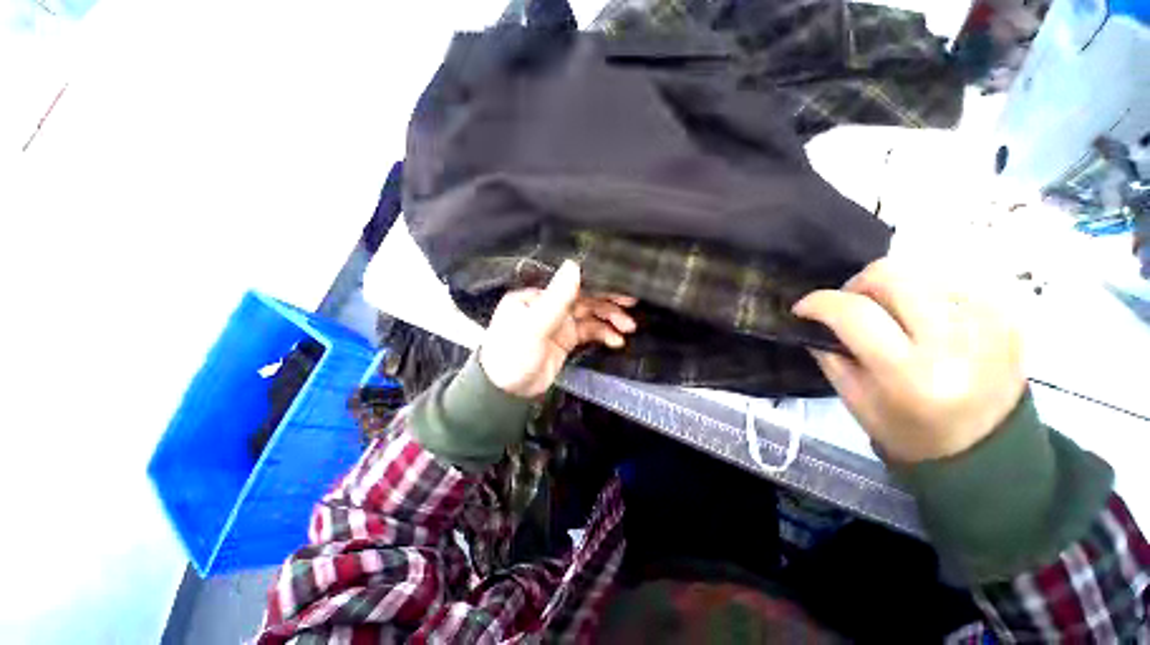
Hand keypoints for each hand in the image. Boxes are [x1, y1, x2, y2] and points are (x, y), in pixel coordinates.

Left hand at [480, 260, 636, 397]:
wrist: (506, 391)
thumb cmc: (513, 353)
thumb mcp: (534, 325)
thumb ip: (556, 297)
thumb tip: (574, 263)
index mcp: (538, 296)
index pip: (572, 283)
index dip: (597, 283)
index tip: (621, 286)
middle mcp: (550, 305)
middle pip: (585, 298)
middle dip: (608, 302)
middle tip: (632, 303)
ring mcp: (560, 323)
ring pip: (591, 315)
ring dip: (610, 319)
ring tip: (629, 328)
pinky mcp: (567, 340)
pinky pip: (589, 332)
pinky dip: (604, 335)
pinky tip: (617, 341)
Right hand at [793, 259, 1024, 463]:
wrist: (986, 450)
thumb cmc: (909, 431)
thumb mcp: (855, 399)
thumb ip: (831, 354)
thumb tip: (815, 319)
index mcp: (910, 374)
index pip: (855, 313)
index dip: (819, 302)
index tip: (803, 309)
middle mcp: (954, 342)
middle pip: (890, 276)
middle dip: (856, 286)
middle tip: (850, 308)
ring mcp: (987, 324)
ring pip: (918, 273)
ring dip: (892, 291)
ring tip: (891, 317)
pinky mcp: (1006, 316)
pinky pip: (949, 283)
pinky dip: (924, 295)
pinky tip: (924, 321)